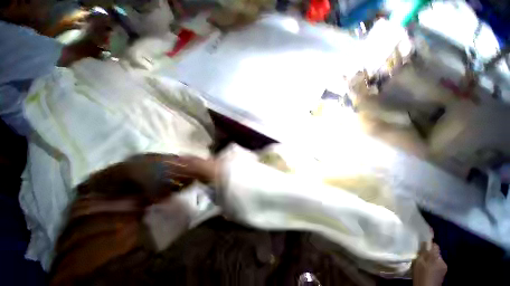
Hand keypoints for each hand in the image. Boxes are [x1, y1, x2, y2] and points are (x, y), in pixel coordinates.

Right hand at [413, 243, 447, 285]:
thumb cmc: (421, 274)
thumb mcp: (418, 262)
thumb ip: (423, 252)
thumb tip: (425, 242)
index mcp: (435, 256)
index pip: (435, 245)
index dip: (429, 243)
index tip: (423, 243)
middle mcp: (442, 260)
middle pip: (436, 253)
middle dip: (429, 253)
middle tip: (421, 256)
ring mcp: (444, 267)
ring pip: (437, 259)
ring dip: (431, 260)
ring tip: (423, 263)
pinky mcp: (443, 272)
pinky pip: (438, 265)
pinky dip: (433, 265)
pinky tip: (427, 269)